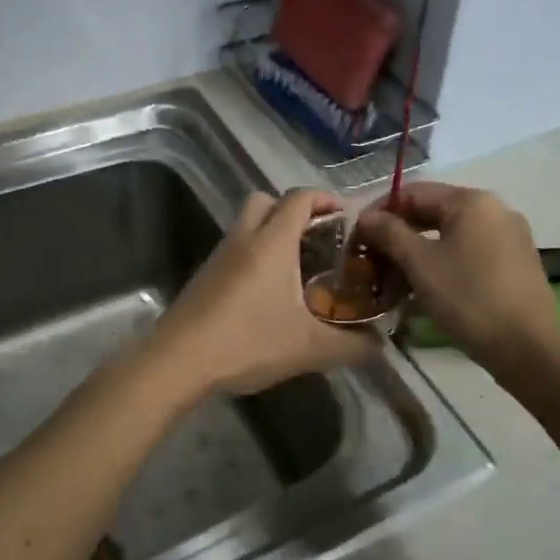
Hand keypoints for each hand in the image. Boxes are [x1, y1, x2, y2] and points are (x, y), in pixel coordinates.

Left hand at [150, 190, 378, 397]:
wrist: (177, 362)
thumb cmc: (247, 343)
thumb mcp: (309, 349)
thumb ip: (352, 346)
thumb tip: (381, 346)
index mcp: (272, 242)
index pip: (300, 198)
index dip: (326, 199)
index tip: (348, 217)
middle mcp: (243, 238)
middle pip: (267, 200)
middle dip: (294, 210)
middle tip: (318, 238)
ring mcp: (219, 256)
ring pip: (247, 225)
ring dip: (271, 233)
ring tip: (297, 268)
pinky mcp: (204, 276)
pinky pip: (234, 250)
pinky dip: (253, 256)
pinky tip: (267, 294)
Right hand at [355, 183, 559, 373]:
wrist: (527, 347)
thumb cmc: (468, 298)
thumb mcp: (420, 264)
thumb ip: (390, 233)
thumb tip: (366, 216)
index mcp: (472, 201)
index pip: (413, 192)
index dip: (380, 211)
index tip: (356, 237)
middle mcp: (494, 210)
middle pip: (433, 212)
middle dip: (398, 235)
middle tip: (371, 261)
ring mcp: (509, 237)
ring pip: (450, 236)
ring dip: (417, 253)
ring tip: (392, 280)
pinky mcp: (515, 264)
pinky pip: (469, 253)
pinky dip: (442, 264)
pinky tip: (425, 289)